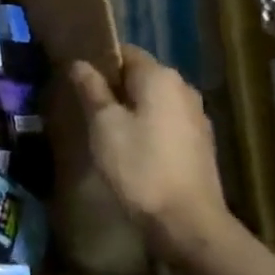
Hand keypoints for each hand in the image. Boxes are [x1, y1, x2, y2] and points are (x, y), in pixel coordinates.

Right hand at [70, 45, 229, 260]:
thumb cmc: (139, 165)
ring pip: (152, 100)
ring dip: (128, 107)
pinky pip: (164, 121)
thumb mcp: (103, 123)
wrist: (186, 222)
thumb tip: (79, 63)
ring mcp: (195, 117)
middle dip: (112, 85)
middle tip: (82, 103)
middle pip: (139, 75)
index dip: (98, 60)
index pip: (124, 52)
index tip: (75, 77)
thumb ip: (90, 88)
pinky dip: (145, 126)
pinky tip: (128, 146)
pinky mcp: (198, 143)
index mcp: (160, 77)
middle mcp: (183, 89)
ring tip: (101, 126)